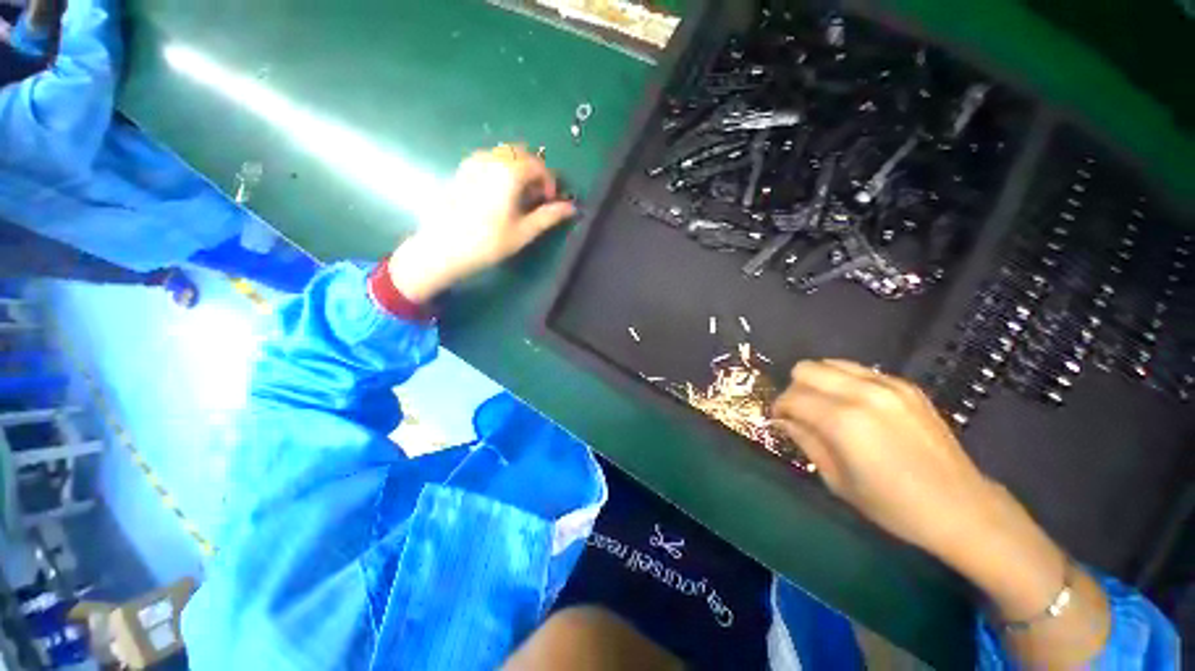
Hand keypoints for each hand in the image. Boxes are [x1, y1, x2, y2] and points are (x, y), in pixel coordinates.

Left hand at [388, 145, 575, 302]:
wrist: (443, 248)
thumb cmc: (488, 242)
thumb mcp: (524, 232)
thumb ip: (549, 216)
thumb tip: (571, 208)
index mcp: (509, 172)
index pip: (538, 165)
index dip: (550, 182)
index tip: (550, 201)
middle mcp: (491, 159)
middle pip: (521, 154)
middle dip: (535, 172)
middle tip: (537, 197)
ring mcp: (473, 162)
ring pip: (504, 155)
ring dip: (518, 170)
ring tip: (519, 197)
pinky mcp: (461, 170)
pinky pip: (489, 160)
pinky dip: (502, 170)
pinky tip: (499, 193)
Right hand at [771, 359, 1006, 561]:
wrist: (961, 508)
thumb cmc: (893, 505)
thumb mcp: (837, 480)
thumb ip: (805, 441)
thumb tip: (784, 420)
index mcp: (842, 421)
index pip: (791, 397)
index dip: (779, 409)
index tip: (781, 421)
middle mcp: (862, 393)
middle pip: (806, 369)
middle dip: (795, 389)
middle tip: (802, 413)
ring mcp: (888, 385)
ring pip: (831, 363)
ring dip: (819, 382)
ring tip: (826, 407)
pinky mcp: (906, 386)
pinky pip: (860, 371)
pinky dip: (845, 382)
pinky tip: (856, 407)